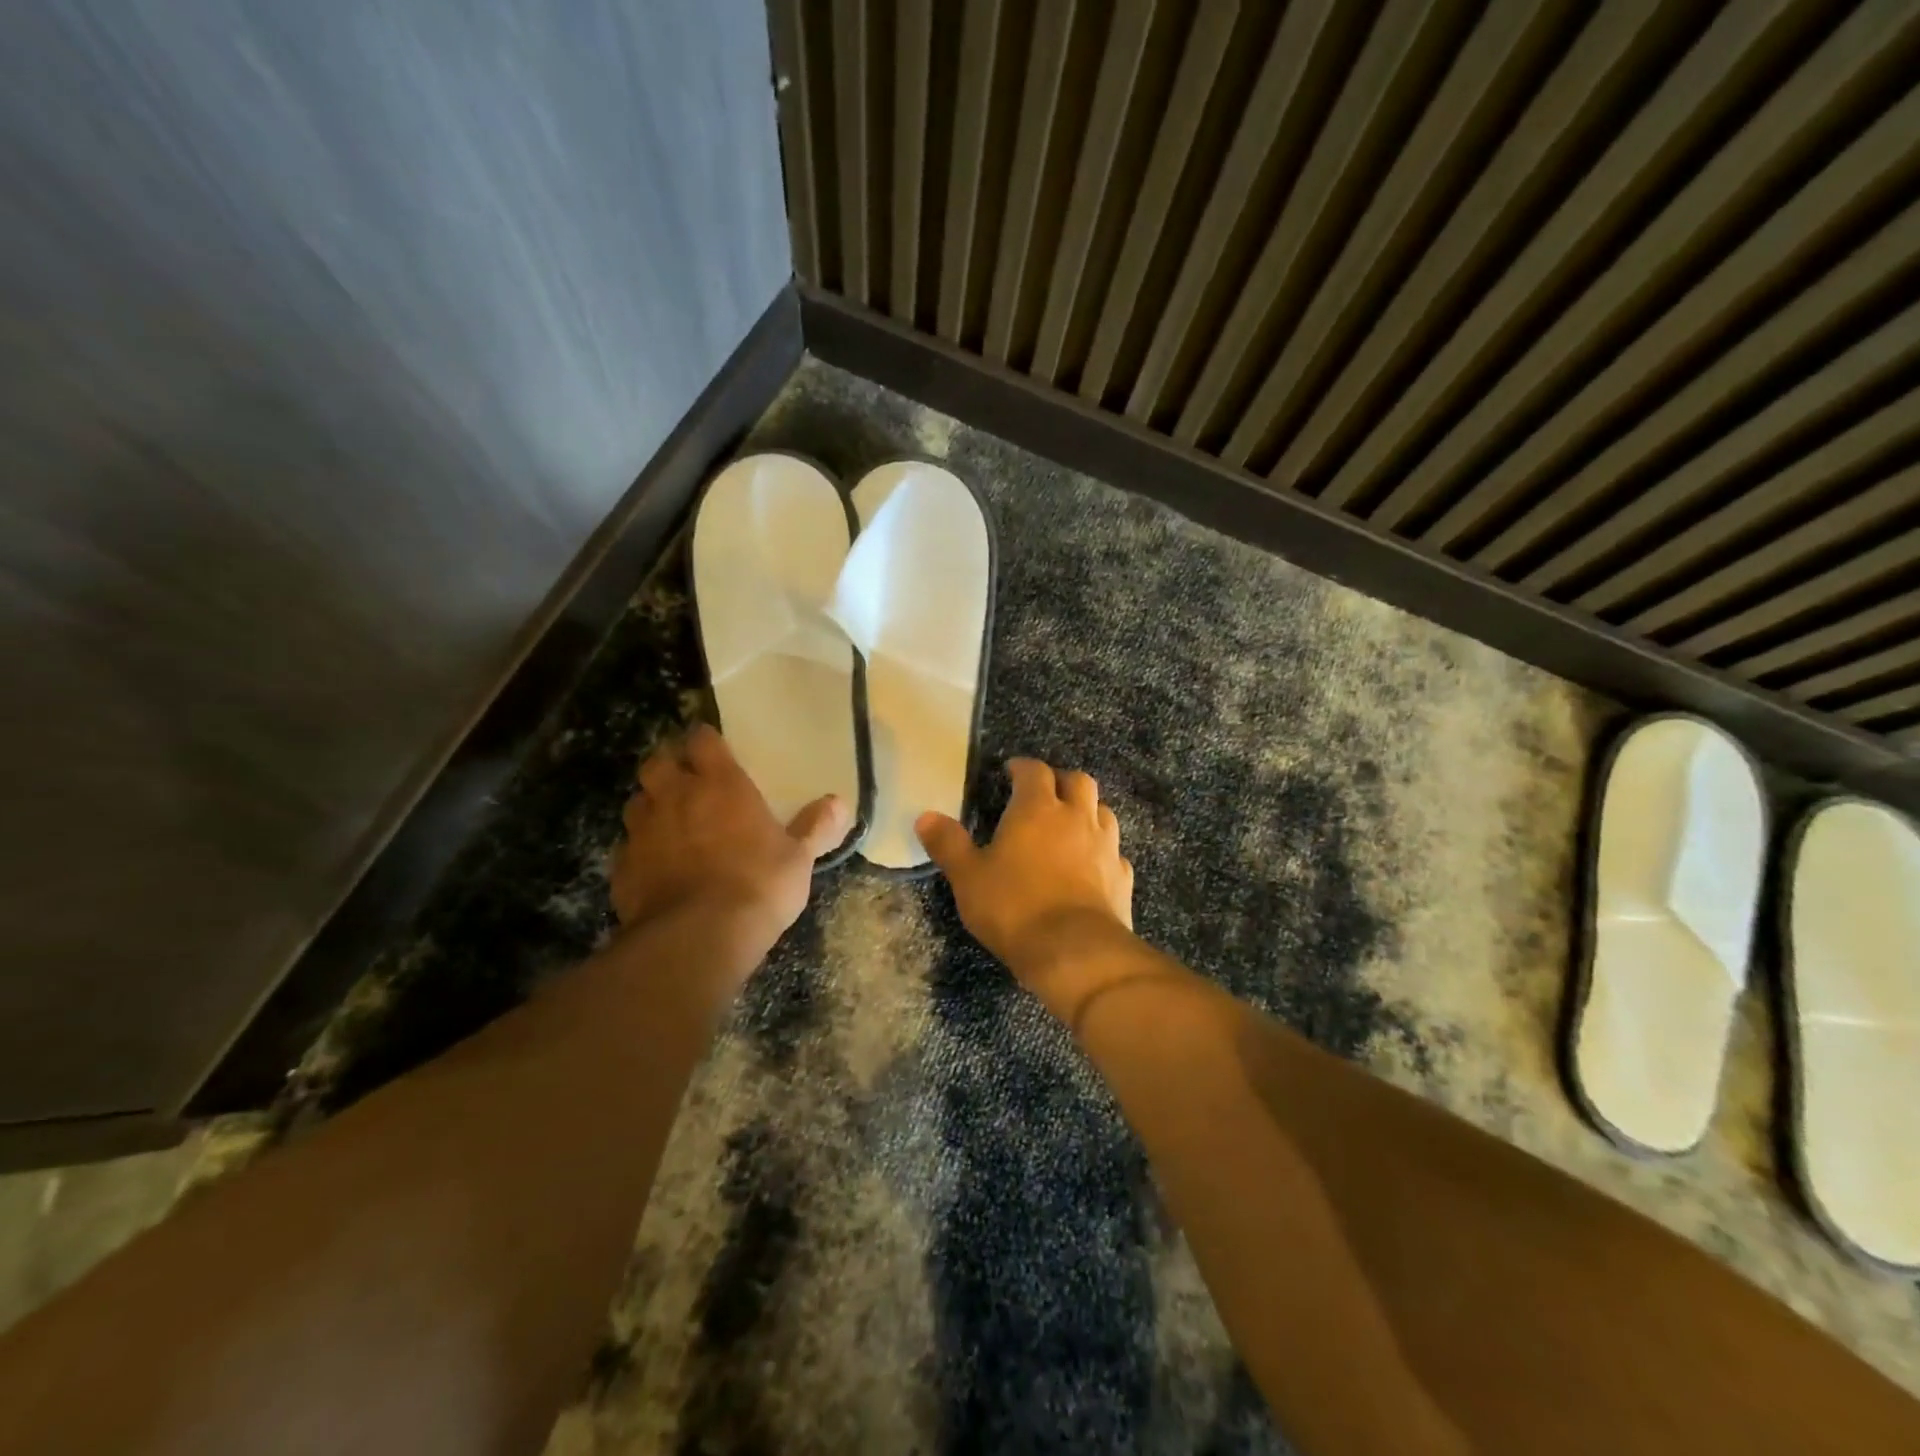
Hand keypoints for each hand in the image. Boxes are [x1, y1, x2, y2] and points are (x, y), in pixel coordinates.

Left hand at [611, 724, 850, 959]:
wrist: (698, 937)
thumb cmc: (757, 885)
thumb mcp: (798, 858)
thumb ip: (815, 827)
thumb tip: (838, 803)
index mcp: (720, 785)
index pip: (702, 741)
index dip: (705, 741)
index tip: (713, 747)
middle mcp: (675, 798)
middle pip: (657, 763)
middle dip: (669, 766)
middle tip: (686, 780)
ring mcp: (643, 832)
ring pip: (637, 803)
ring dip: (651, 806)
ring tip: (669, 822)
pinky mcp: (623, 868)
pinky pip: (628, 848)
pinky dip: (640, 850)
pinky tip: (656, 868)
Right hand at [916, 758, 1134, 1004]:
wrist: (1075, 951)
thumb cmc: (1014, 907)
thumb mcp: (968, 877)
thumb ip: (948, 844)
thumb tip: (925, 816)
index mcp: (1037, 809)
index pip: (1034, 771)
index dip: (1022, 767)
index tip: (1010, 772)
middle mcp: (1077, 817)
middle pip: (1078, 781)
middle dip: (1061, 781)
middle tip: (1044, 794)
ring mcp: (1106, 846)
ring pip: (1103, 812)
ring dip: (1088, 811)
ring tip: (1070, 825)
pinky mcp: (1122, 876)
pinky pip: (1115, 852)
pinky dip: (1103, 851)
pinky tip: (1092, 866)